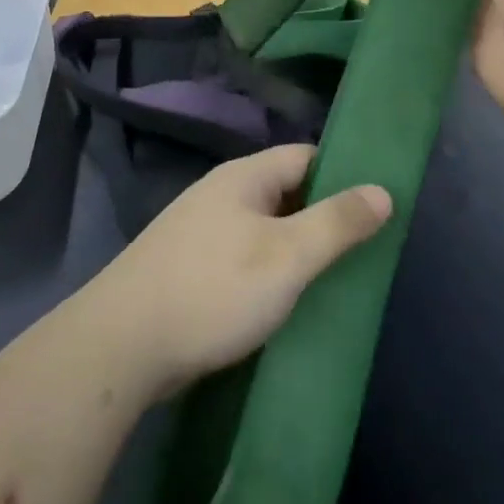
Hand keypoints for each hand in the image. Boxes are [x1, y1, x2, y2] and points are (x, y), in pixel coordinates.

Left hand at [84, 146, 390, 401]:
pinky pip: (243, 259)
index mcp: (243, 178)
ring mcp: (200, 233)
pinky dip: (270, 273)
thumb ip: (337, 223)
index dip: (343, 173)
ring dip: (297, 249)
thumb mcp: (287, 256)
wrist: (121, 346)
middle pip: (285, 193)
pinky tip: (287, 301)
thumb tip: (382, 190)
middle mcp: (220, 195)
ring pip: (264, 230)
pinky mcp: (189, 270)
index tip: (379, 201)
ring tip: (338, 277)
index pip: (305, 157)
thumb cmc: (213, 289)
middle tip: (368, 247)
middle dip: (324, 216)